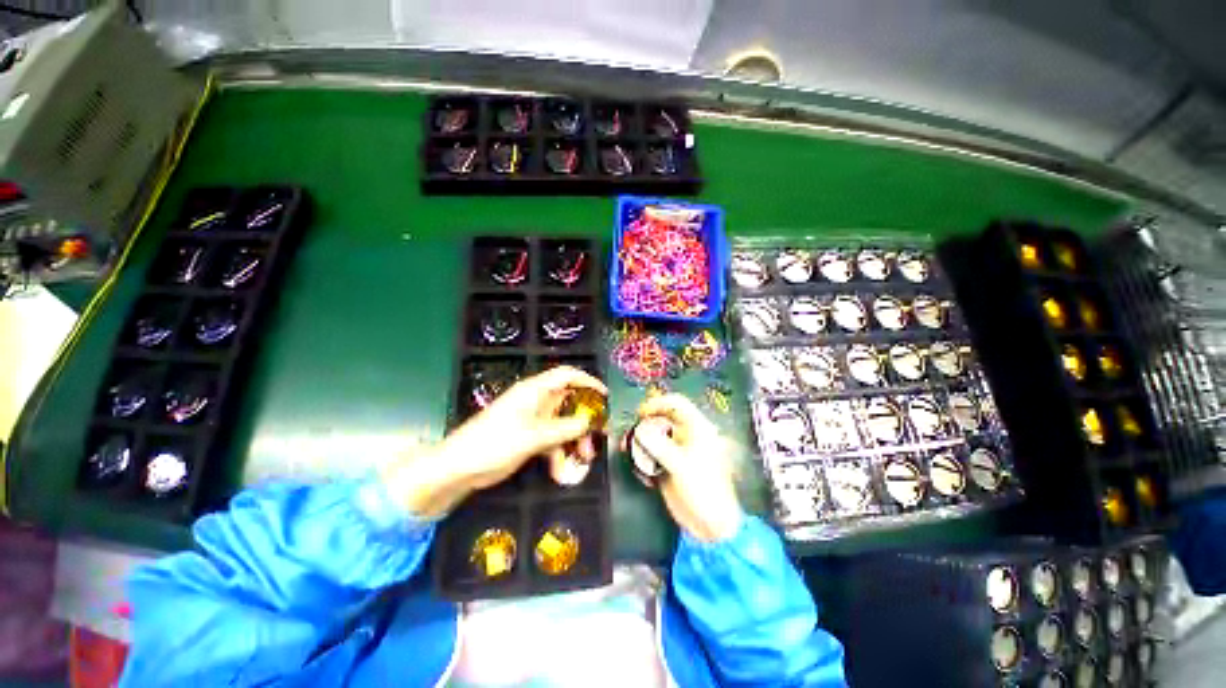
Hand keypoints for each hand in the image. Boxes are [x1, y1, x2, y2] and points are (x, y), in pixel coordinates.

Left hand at [381, 366, 606, 517]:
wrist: (458, 468)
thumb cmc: (493, 443)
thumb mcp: (533, 436)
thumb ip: (563, 428)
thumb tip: (588, 421)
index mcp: (535, 391)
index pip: (566, 376)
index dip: (587, 382)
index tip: (604, 397)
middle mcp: (536, 401)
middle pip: (569, 401)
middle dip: (584, 418)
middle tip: (599, 434)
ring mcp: (532, 420)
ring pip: (563, 423)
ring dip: (574, 439)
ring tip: (583, 458)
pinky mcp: (528, 437)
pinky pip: (552, 439)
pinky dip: (558, 453)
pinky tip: (560, 471)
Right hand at [629, 394, 741, 541]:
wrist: (711, 525)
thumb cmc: (704, 489)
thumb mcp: (682, 465)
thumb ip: (659, 446)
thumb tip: (639, 431)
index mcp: (697, 429)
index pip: (677, 404)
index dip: (658, 403)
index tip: (640, 412)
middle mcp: (685, 436)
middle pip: (661, 420)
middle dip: (643, 424)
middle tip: (628, 433)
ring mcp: (676, 452)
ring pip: (653, 438)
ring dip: (638, 442)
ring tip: (625, 449)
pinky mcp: (667, 467)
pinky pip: (650, 456)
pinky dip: (641, 459)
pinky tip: (638, 469)